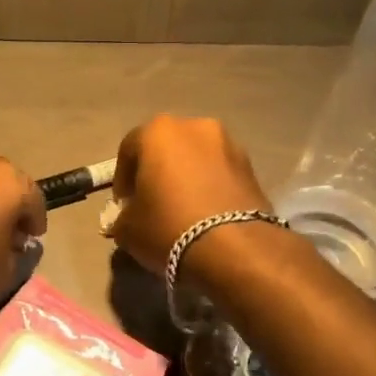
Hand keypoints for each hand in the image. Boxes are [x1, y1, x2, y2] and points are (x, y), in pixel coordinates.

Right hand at [108, 115, 272, 274]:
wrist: (236, 249)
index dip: (122, 179)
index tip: (124, 205)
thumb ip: (123, 216)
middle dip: (156, 172)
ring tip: (182, 209)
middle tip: (152, 203)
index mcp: (158, 131)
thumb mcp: (128, 229)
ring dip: (186, 177)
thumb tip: (128, 217)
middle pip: (166, 148)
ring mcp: (229, 144)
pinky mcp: (252, 167)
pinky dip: (209, 186)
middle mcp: (195, 127)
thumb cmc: (168, 227)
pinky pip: (220, 173)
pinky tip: (205, 214)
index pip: (129, 149)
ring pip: (196, 158)